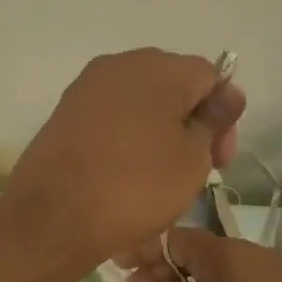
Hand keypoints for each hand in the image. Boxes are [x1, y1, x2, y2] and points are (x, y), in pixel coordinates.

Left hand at [4, 49, 245, 269]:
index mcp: (158, 67)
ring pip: (139, 104)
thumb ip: (213, 121)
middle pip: (172, 86)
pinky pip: (110, 119)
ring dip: (158, 133)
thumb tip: (228, 93)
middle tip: (194, 170)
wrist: (53, 216)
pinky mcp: (64, 113)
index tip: (219, 160)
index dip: (223, 117)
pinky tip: (126, 175)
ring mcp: (86, 88)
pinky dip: (126, 140)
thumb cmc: (135, 187)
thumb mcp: (192, 159)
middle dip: (189, 123)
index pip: (209, 77)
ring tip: (159, 178)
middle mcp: (119, 64)